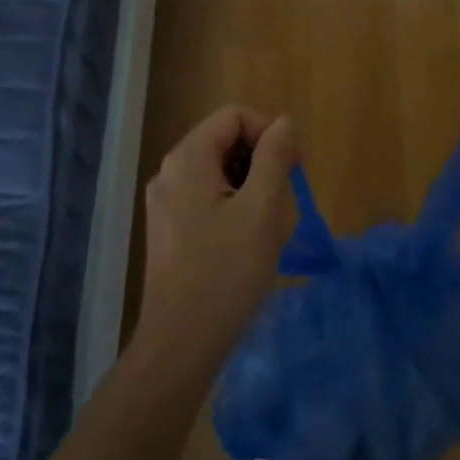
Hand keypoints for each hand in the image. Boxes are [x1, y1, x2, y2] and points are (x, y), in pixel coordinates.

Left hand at [137, 106, 298, 367]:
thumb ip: (274, 158)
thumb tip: (283, 123)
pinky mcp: (168, 229)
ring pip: (219, 171)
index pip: (234, 116)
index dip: (269, 133)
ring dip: (251, 186)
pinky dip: (233, 206)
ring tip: (268, 225)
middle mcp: (170, 172)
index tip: (295, 168)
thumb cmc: (226, 273)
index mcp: (188, 159)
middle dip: (261, 161)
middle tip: (284, 199)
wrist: (181, 342)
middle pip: (224, 140)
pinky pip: (207, 197)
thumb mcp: (261, 210)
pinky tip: (247, 242)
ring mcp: (165, 202)